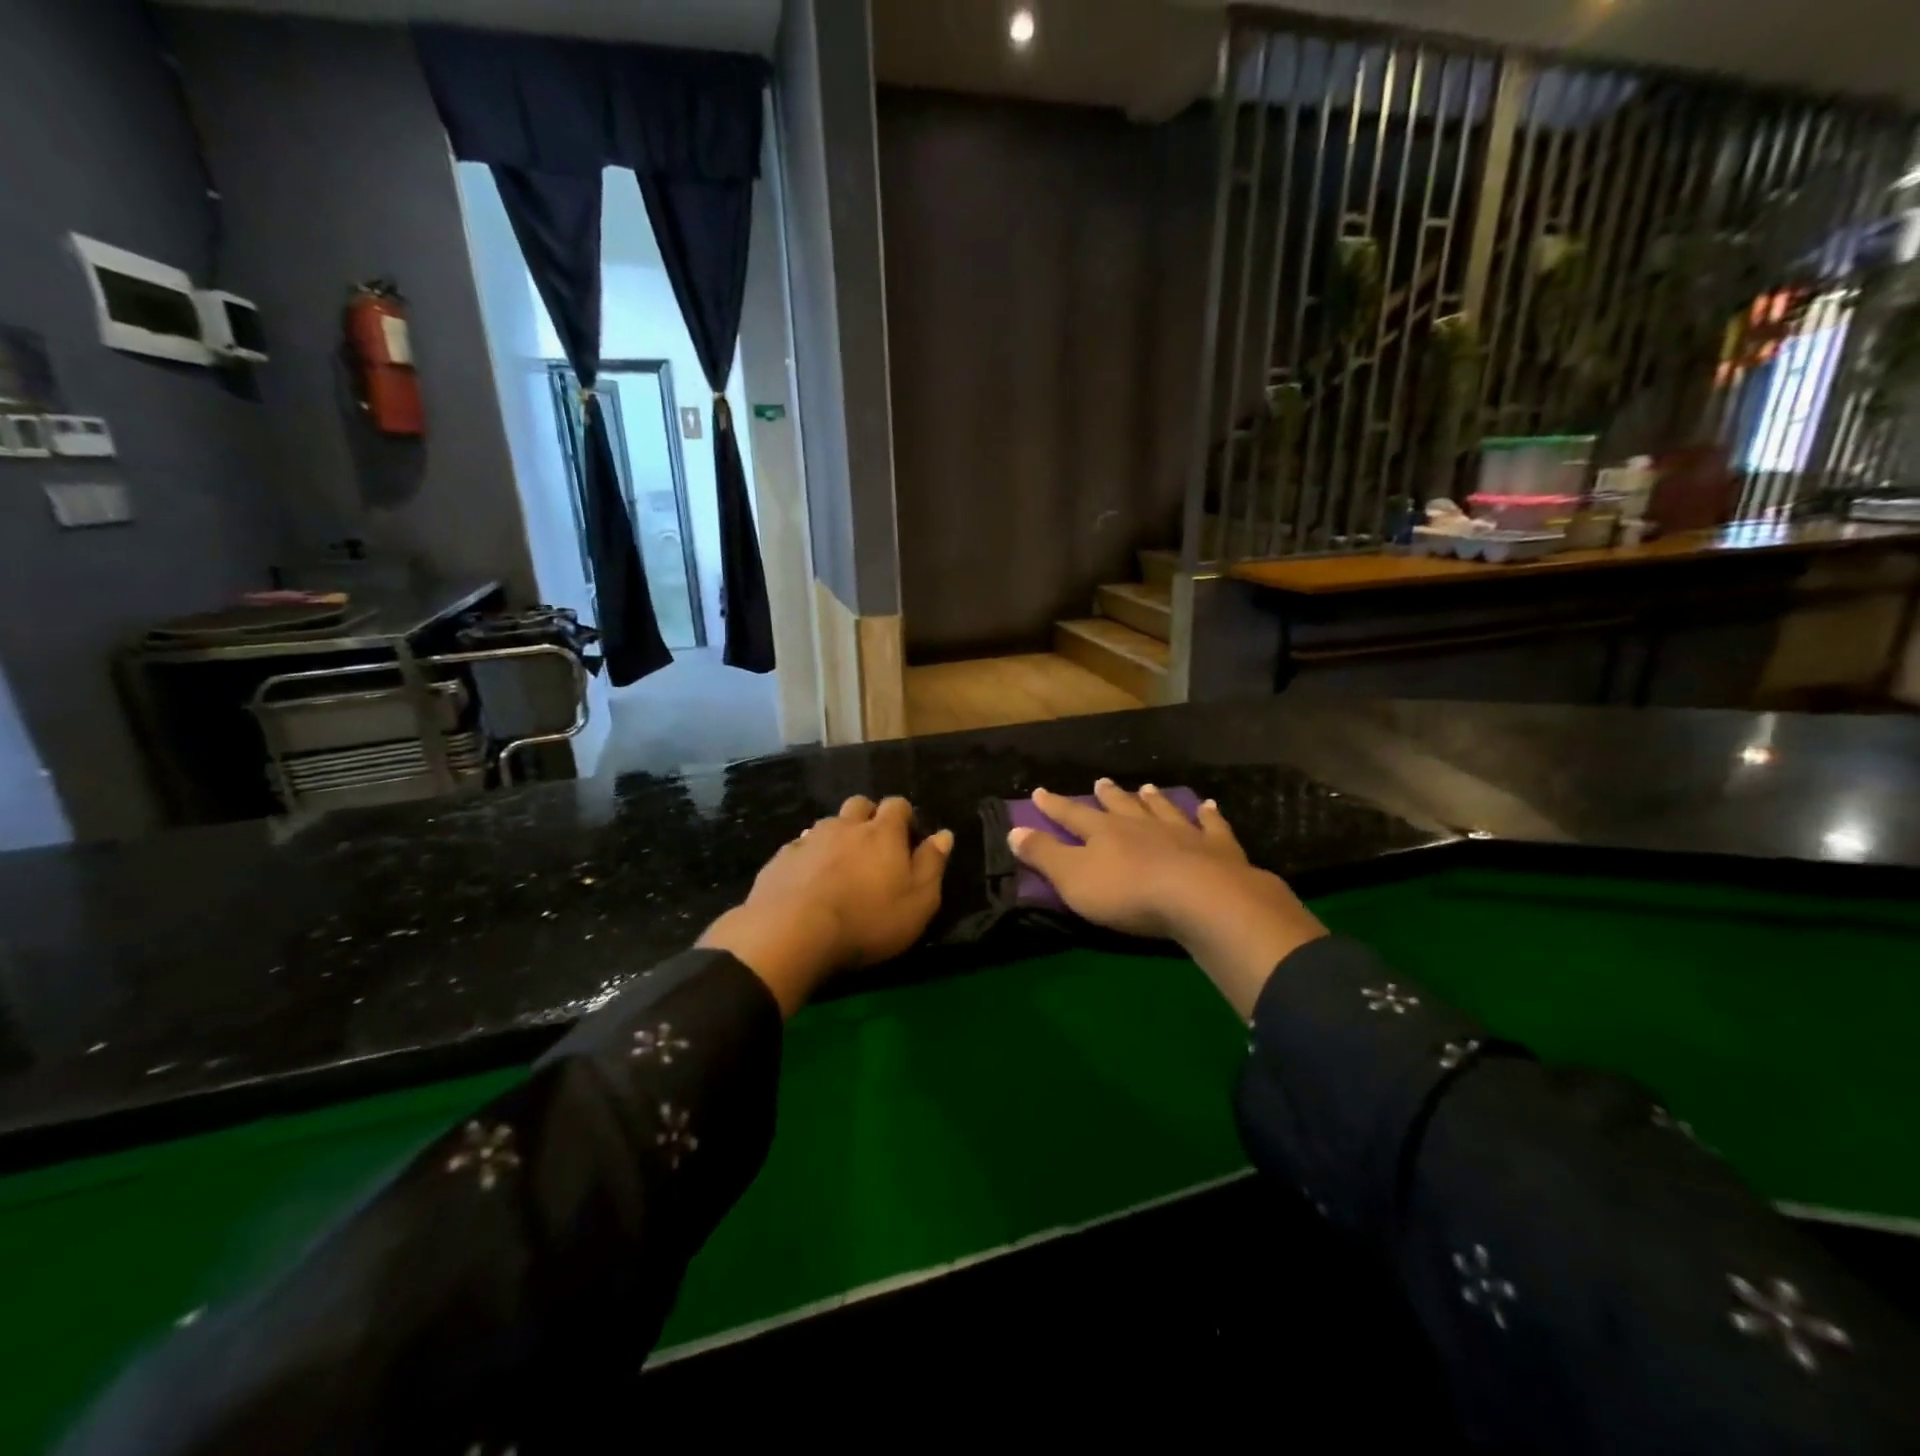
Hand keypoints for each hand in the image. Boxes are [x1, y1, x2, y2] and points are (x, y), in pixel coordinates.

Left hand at [700, 796, 952, 1015]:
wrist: (792, 932)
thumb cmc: (867, 920)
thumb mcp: (918, 902)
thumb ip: (932, 865)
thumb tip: (944, 835)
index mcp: (883, 833)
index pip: (898, 805)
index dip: (904, 817)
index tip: (908, 838)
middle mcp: (846, 826)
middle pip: (859, 805)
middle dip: (868, 818)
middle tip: (873, 846)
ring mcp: (809, 839)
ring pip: (827, 824)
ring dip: (837, 836)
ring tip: (839, 865)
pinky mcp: (781, 858)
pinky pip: (799, 847)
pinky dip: (808, 857)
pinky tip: (807, 880)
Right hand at [1008, 781, 1325, 1015]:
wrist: (1200, 898)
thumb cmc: (1127, 893)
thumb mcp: (1073, 878)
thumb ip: (1044, 854)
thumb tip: (1014, 830)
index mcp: (1103, 833)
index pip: (1072, 815)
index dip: (1054, 805)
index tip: (1039, 792)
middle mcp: (1140, 825)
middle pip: (1120, 806)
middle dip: (1108, 796)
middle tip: (1101, 782)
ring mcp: (1182, 833)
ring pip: (1162, 810)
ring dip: (1153, 799)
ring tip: (1147, 788)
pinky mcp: (1217, 848)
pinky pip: (1212, 826)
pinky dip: (1209, 815)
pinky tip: (1209, 806)